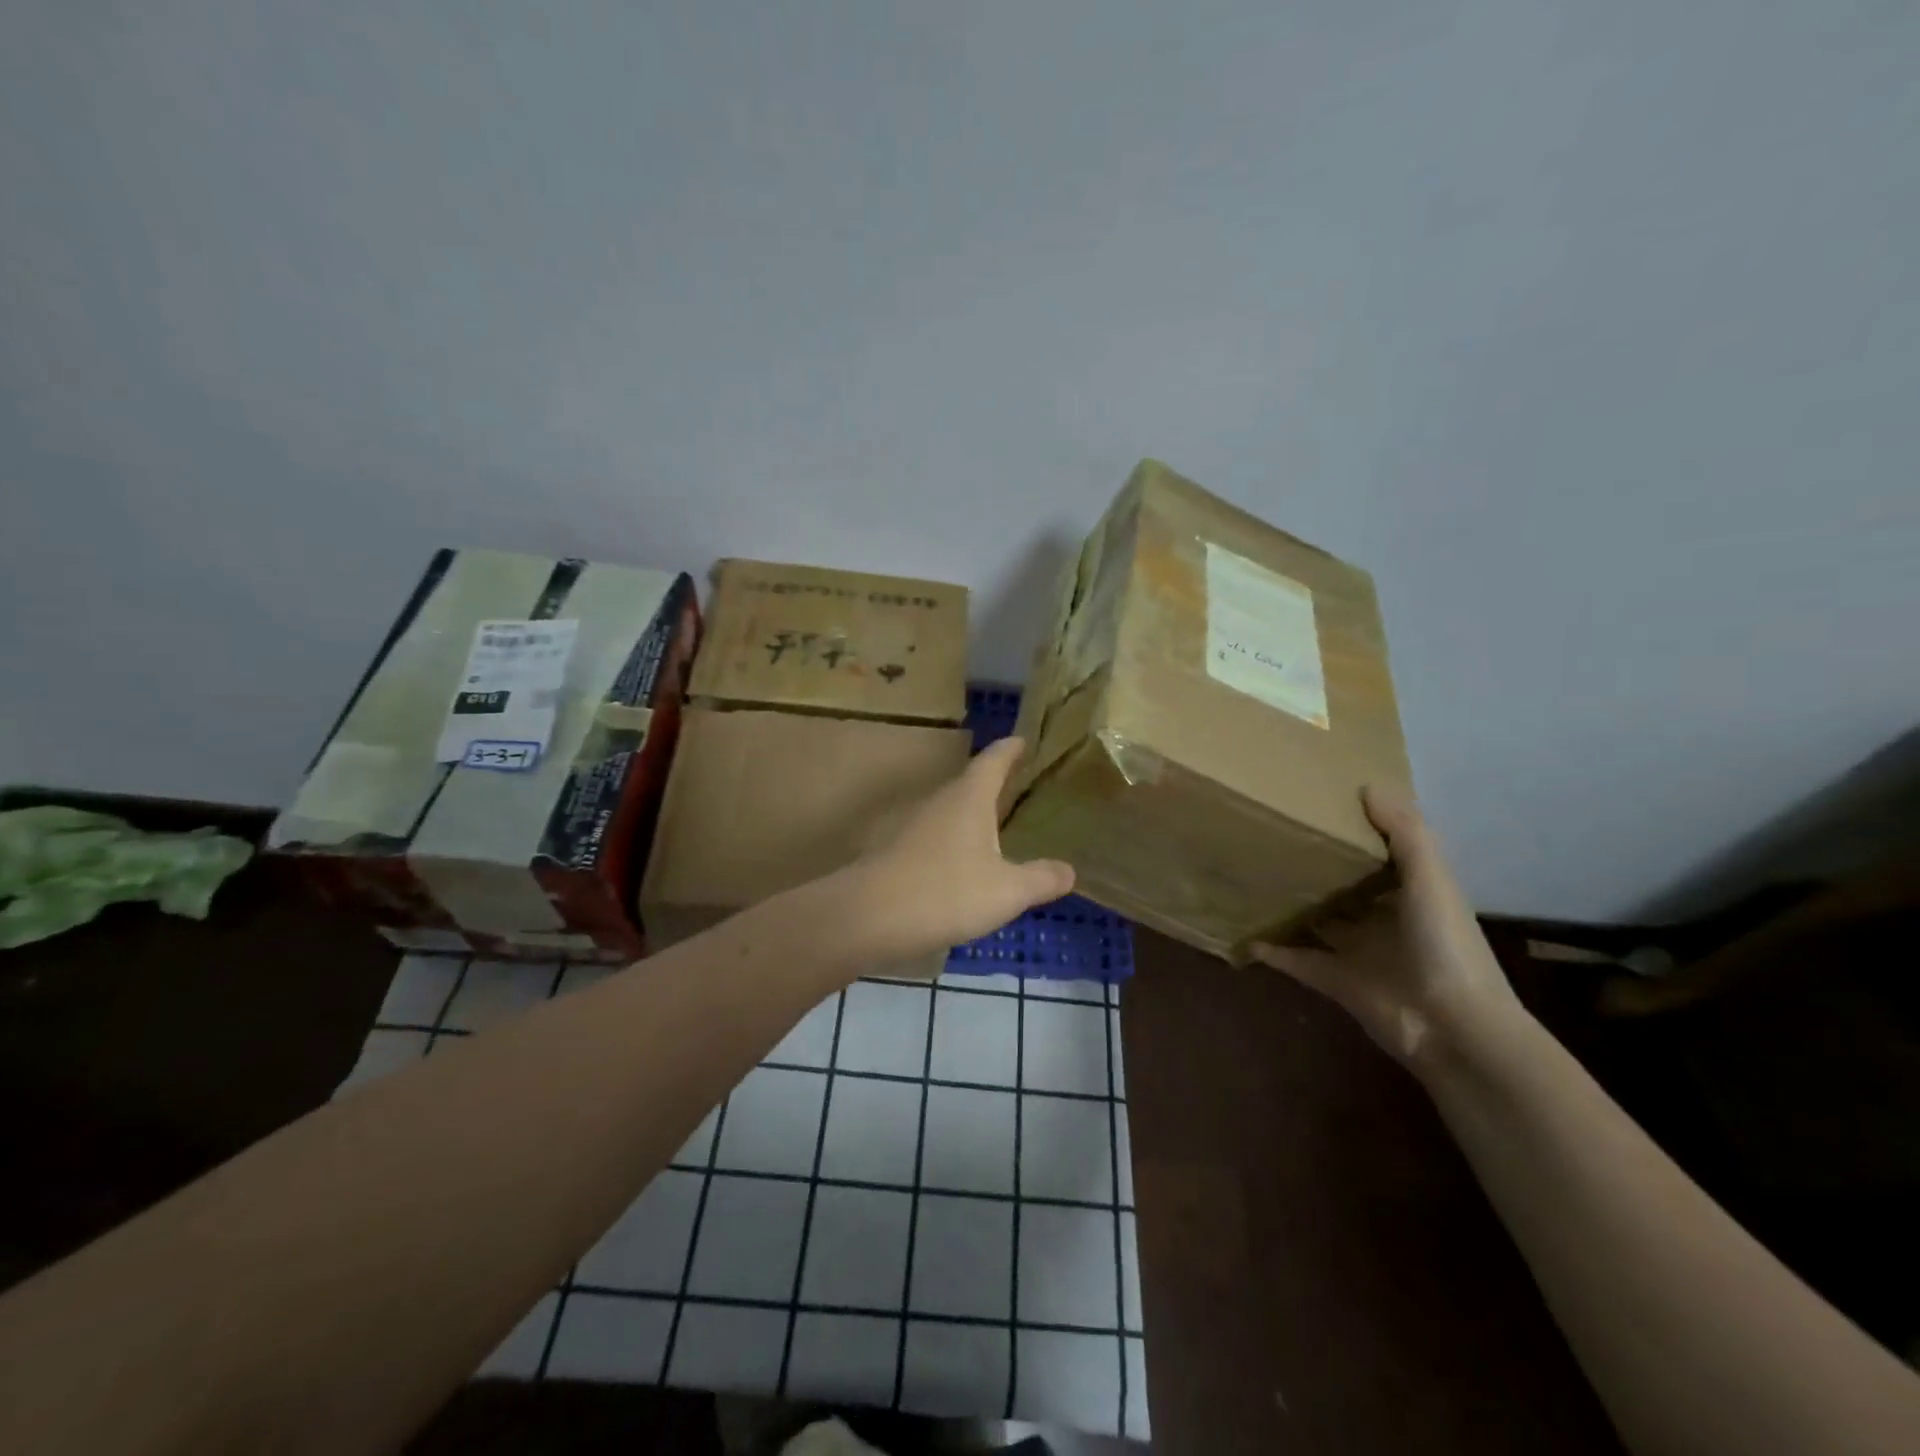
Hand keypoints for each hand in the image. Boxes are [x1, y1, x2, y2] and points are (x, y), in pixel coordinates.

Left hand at [845, 738, 1075, 963]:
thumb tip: (1070, 870)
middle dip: (995, 780)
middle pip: (971, 782)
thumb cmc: (946, 892)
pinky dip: (957, 840)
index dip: (1011, 748)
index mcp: (969, 797)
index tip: (1024, 739)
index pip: (994, 760)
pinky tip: (966, 863)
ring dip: (974, 812)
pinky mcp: (899, 851)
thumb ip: (1041, 879)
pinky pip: (938, 836)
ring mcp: (915, 826)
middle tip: (1020, 782)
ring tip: (999, 822)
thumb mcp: (1007, 891)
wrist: (868, 917)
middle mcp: (940, 802)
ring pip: (952, 810)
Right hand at [1253, 787, 1521, 1067]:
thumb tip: (1368, 785)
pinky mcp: (1336, 982)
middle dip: (1316, 867)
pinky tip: (1246, 934)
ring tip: (1251, 879)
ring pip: (1318, 922)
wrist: (1451, 1027)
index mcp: (1412, 893)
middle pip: (1344, 888)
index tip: (1319, 805)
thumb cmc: (1444, 945)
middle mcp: (1384, 920)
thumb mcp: (1431, 879)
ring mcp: (1359, 953)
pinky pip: (1298, 961)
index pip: (1381, 855)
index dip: (1356, 832)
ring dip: (1292, 906)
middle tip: (1270, 837)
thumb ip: (1405, 833)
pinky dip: (1274, 951)